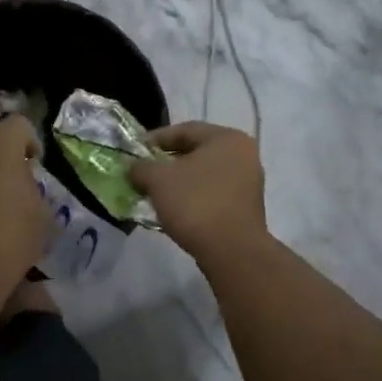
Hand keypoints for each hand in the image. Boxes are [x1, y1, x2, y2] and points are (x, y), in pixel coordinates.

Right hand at [132, 122, 266, 262]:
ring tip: (154, 193)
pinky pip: (212, 193)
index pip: (184, 130)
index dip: (155, 139)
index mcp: (227, 138)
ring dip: (178, 181)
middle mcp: (243, 154)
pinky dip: (192, 197)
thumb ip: (141, 167)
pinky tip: (173, 209)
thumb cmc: (195, 203)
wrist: (231, 250)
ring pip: (204, 174)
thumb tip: (134, 167)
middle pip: (196, 151)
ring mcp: (248, 182)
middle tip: (143, 172)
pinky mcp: (245, 207)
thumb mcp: (158, 179)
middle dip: (166, 162)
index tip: (135, 152)